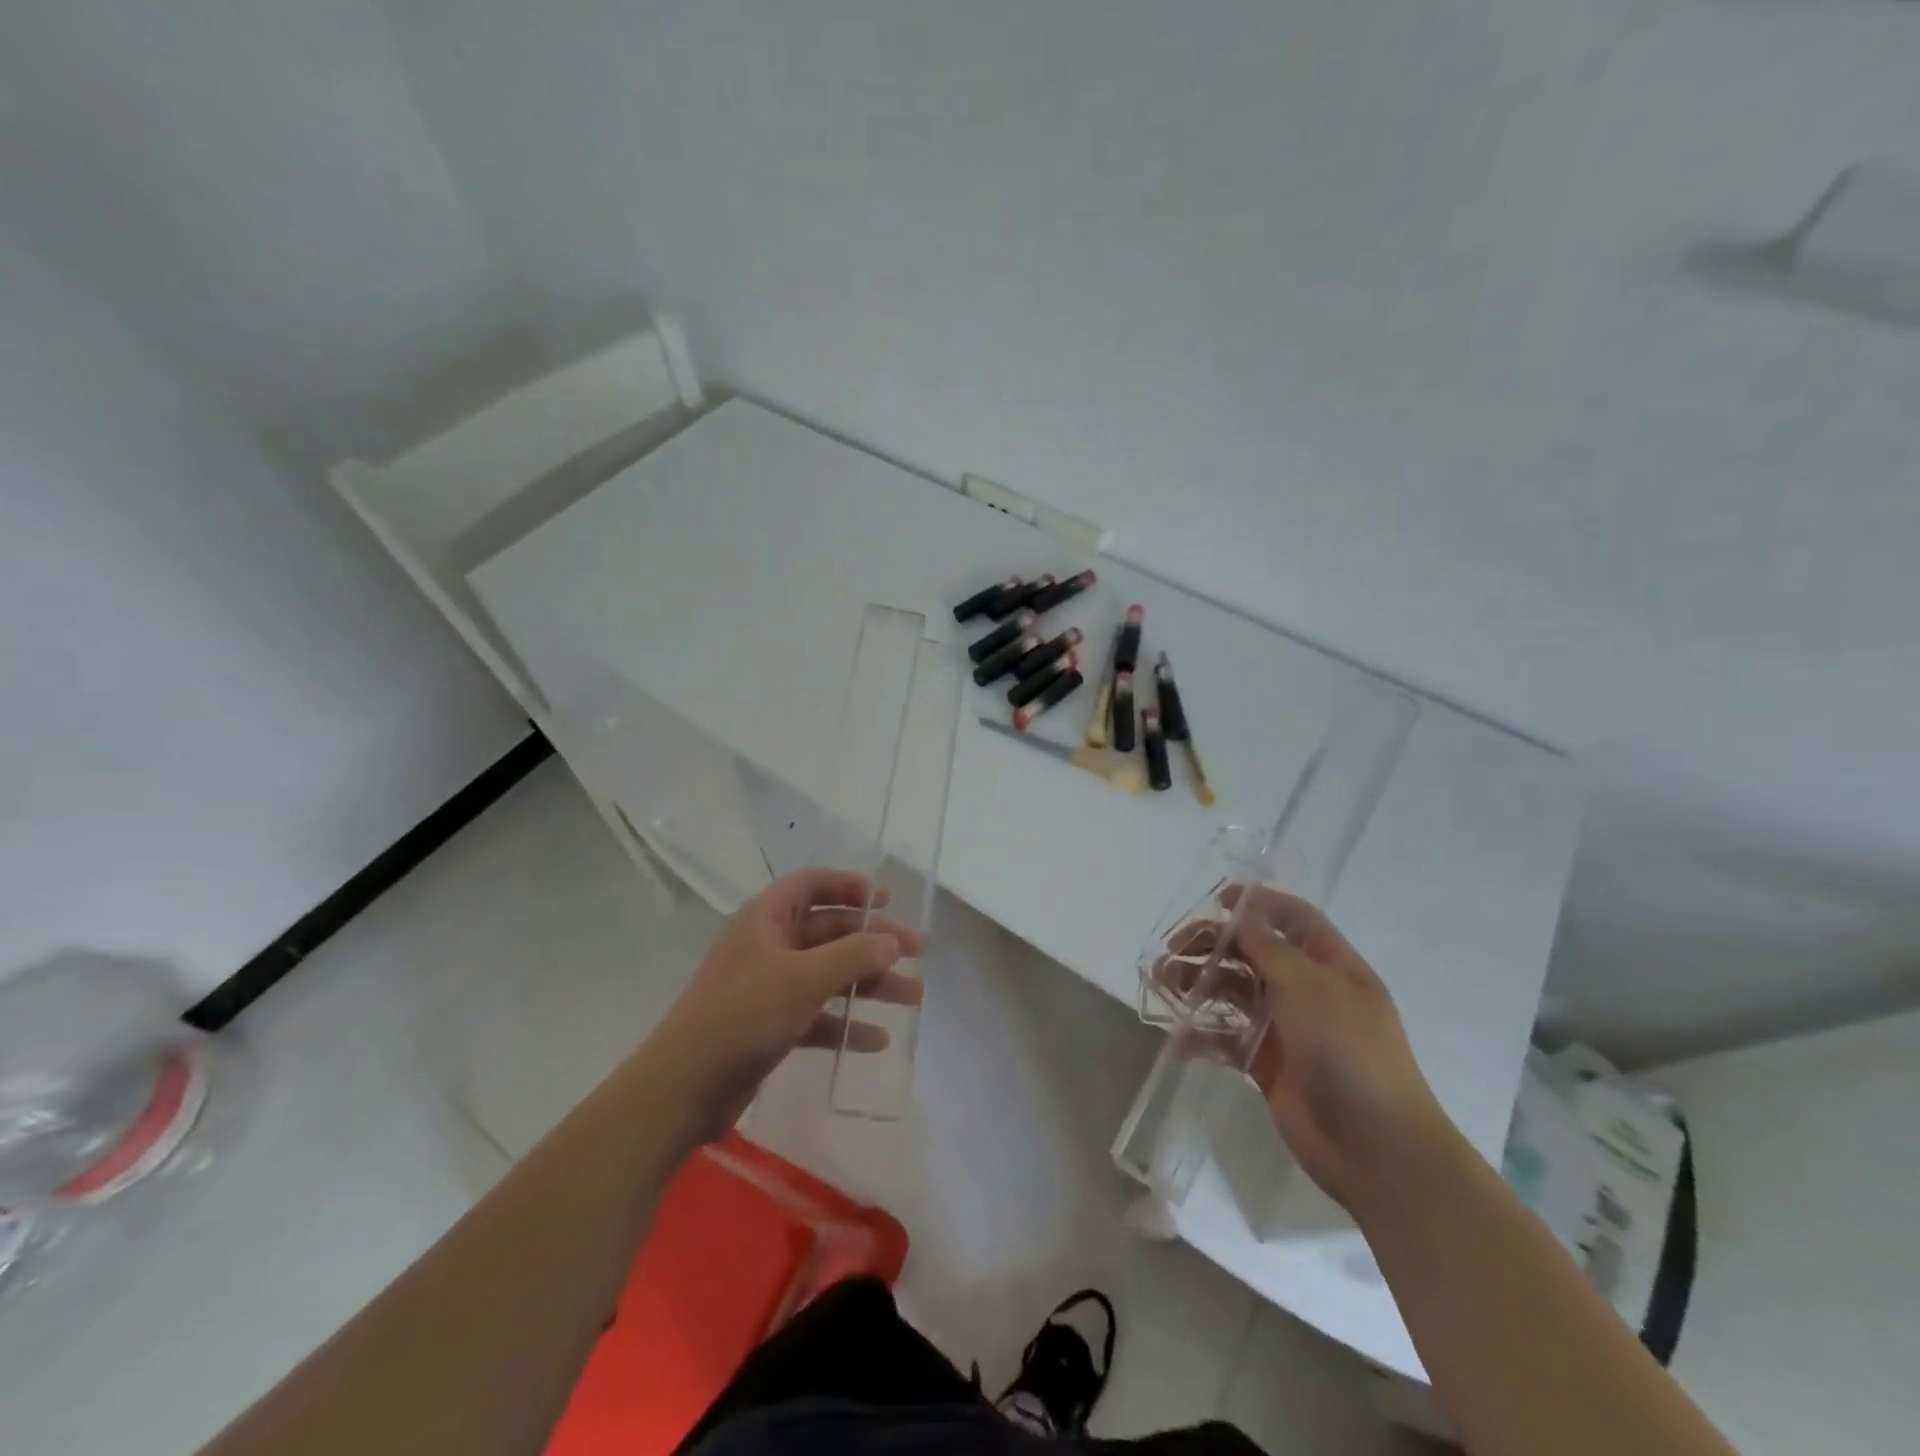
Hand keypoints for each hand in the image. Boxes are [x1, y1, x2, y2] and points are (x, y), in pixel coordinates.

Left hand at [647, 868, 924, 1137]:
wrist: (682, 1090)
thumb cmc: (742, 1016)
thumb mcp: (803, 979)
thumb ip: (853, 956)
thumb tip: (892, 941)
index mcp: (766, 919)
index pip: (812, 884)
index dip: (849, 886)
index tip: (887, 899)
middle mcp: (769, 946)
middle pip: (830, 932)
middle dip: (874, 941)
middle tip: (918, 952)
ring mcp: (769, 987)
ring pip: (829, 974)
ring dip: (869, 984)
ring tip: (913, 997)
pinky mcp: (771, 1026)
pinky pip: (817, 1014)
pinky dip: (845, 1023)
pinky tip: (876, 1040)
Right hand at [1168, 886, 1454, 1210]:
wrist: (1375, 1148)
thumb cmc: (1349, 1051)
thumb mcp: (1309, 986)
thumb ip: (1268, 946)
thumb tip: (1242, 908)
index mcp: (1331, 965)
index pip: (1293, 919)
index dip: (1257, 904)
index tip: (1214, 899)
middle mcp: (1308, 991)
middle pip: (1254, 953)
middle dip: (1212, 945)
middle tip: (1172, 949)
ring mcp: (1287, 1029)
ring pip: (1235, 993)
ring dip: (1199, 984)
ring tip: (1162, 983)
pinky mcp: (1267, 1066)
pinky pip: (1228, 1040)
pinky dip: (1202, 1036)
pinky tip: (1178, 1039)